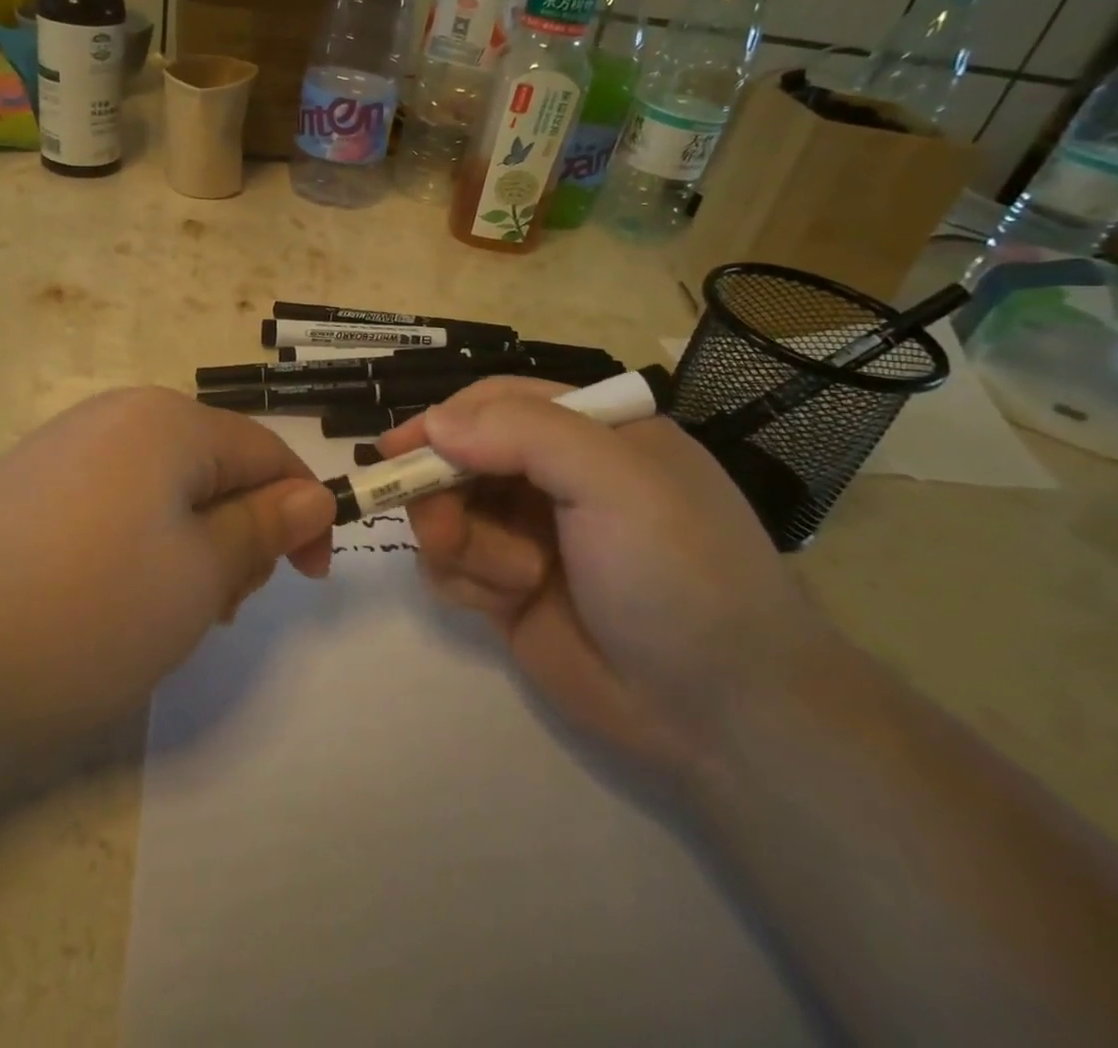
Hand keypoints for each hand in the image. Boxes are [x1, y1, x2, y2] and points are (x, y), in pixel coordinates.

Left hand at [0, 387, 337, 751]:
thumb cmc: (81, 610)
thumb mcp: (199, 578)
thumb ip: (263, 530)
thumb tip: (311, 497)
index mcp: (169, 421)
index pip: (268, 453)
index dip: (303, 513)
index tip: (308, 580)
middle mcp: (118, 417)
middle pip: (215, 469)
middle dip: (239, 534)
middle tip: (220, 608)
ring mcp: (65, 449)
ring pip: (166, 493)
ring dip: (191, 548)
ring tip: (164, 615)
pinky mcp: (28, 488)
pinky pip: (115, 507)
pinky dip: (139, 551)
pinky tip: (110, 603)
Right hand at [380, 378, 835, 784]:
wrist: (722, 715)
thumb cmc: (678, 574)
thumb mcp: (615, 482)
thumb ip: (523, 434)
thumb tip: (434, 423)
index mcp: (591, 432)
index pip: (496, 401)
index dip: (443, 420)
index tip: (396, 450)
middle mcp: (555, 476)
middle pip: (459, 457)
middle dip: (443, 491)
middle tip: (446, 529)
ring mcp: (528, 533)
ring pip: (446, 512)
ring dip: (462, 543)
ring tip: (512, 581)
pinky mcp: (507, 587)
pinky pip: (449, 564)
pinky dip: (465, 580)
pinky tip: (505, 605)